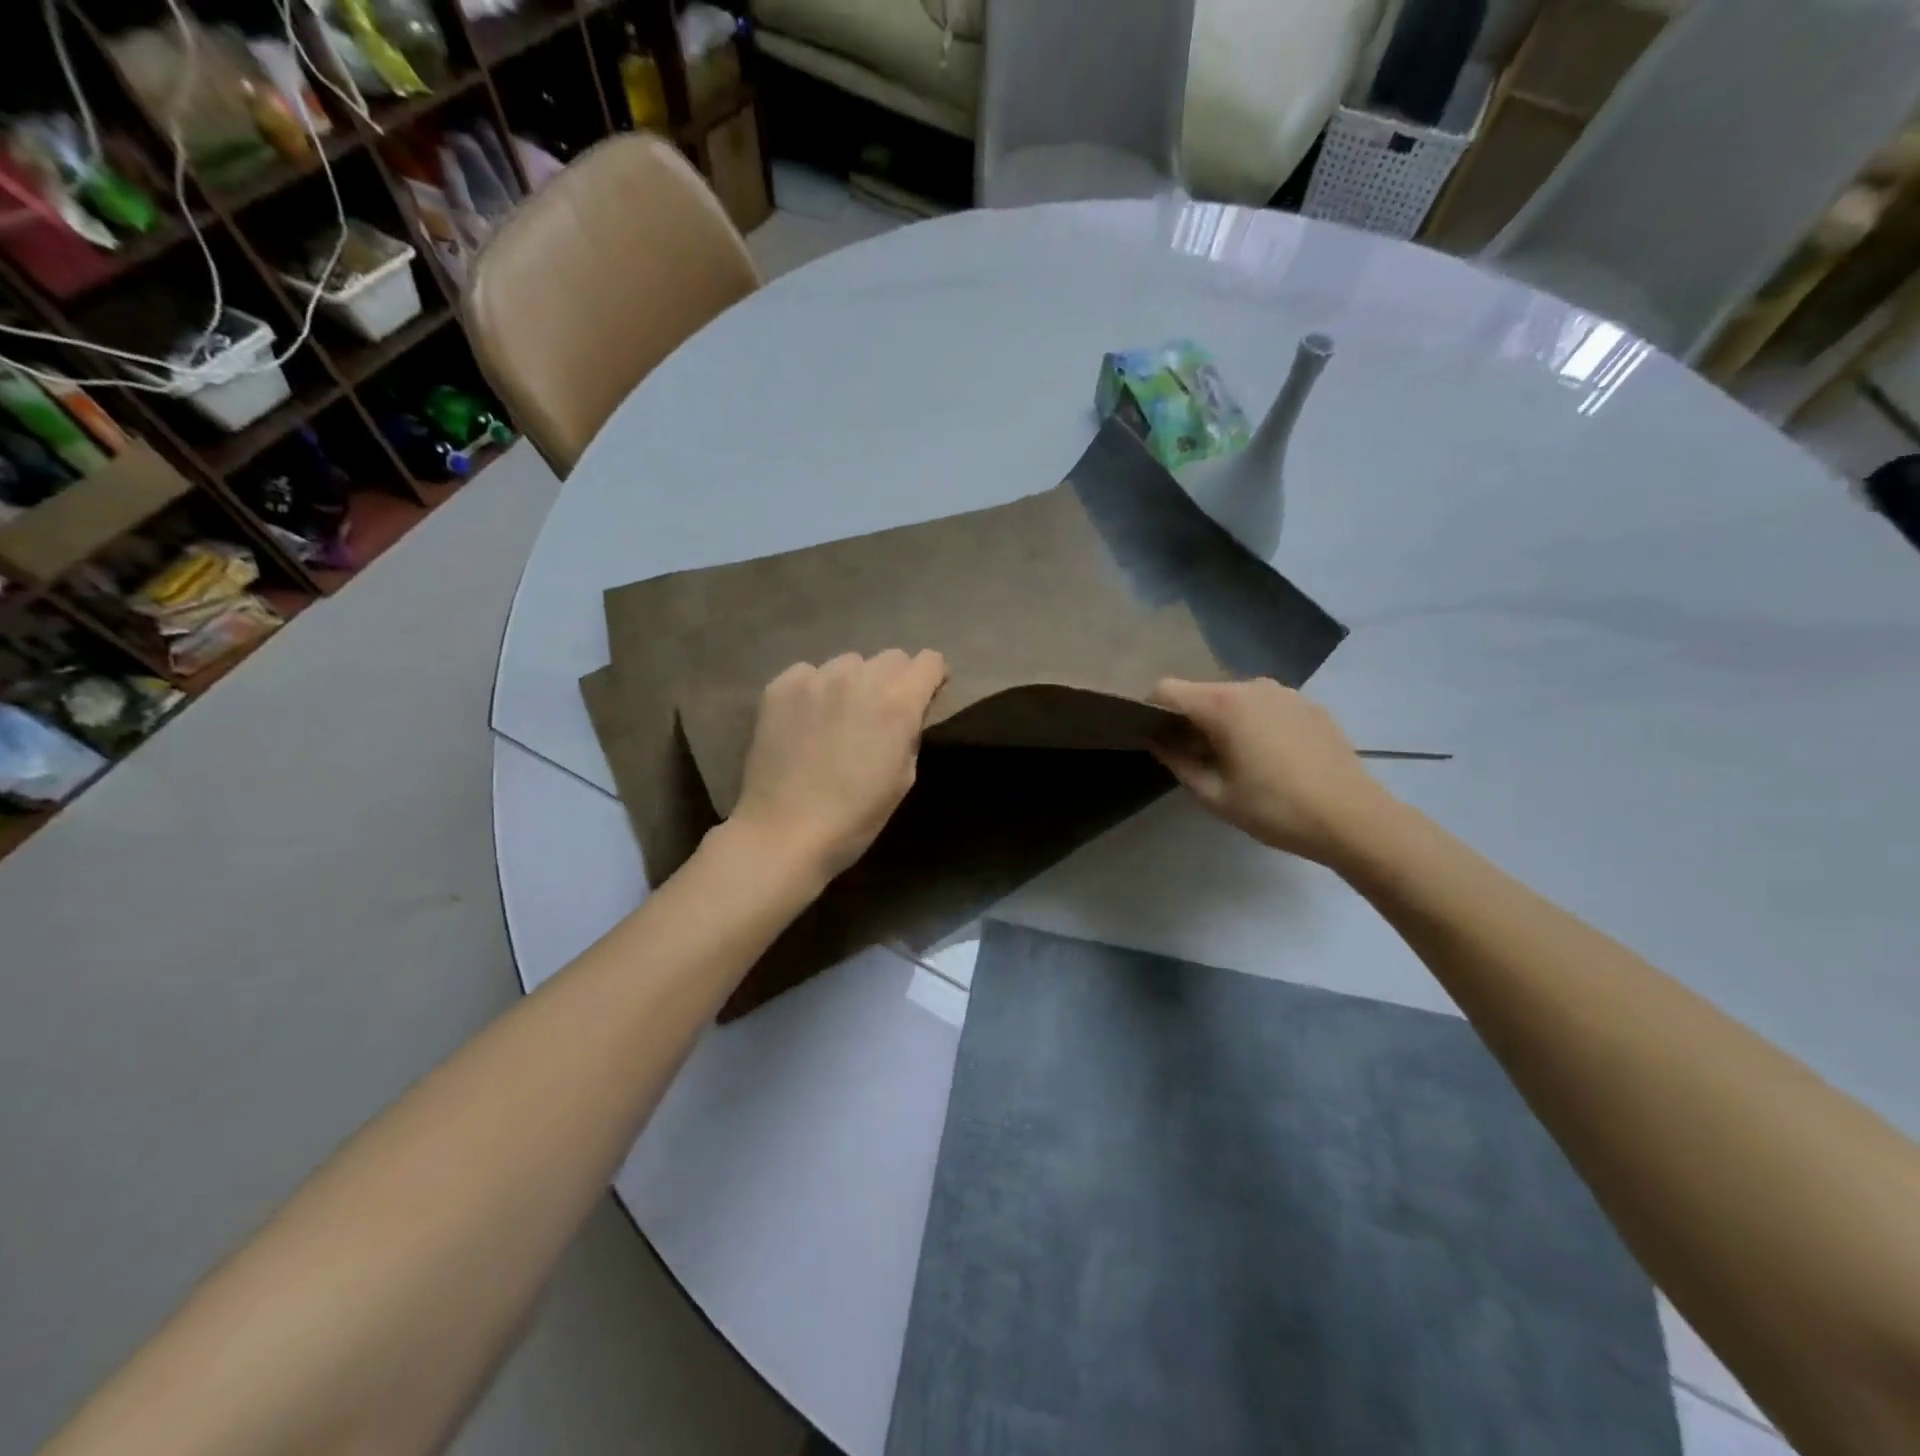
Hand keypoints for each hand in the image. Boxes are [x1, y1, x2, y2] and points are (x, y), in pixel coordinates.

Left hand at [731, 649, 948, 880]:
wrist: (784, 832)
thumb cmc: (855, 817)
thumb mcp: (903, 777)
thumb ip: (910, 731)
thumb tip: (907, 711)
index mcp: (897, 701)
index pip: (930, 660)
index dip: (931, 679)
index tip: (924, 698)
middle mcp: (858, 677)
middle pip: (890, 657)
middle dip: (894, 680)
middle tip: (879, 713)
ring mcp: (815, 678)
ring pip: (848, 663)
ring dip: (853, 683)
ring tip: (838, 717)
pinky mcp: (779, 687)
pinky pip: (808, 673)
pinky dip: (814, 690)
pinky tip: (805, 722)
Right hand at [1149, 678, 1395, 865]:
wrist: (1354, 818)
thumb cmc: (1275, 809)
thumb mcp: (1214, 794)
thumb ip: (1177, 761)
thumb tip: (1156, 740)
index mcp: (1223, 704)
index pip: (1167, 689)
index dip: (1151, 709)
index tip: (1153, 738)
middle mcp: (1252, 686)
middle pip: (1202, 693)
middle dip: (1189, 719)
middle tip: (1193, 758)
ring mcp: (1285, 692)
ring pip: (1234, 699)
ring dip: (1223, 722)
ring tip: (1235, 760)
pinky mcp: (1309, 704)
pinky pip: (1265, 706)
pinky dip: (1254, 723)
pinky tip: (1269, 758)